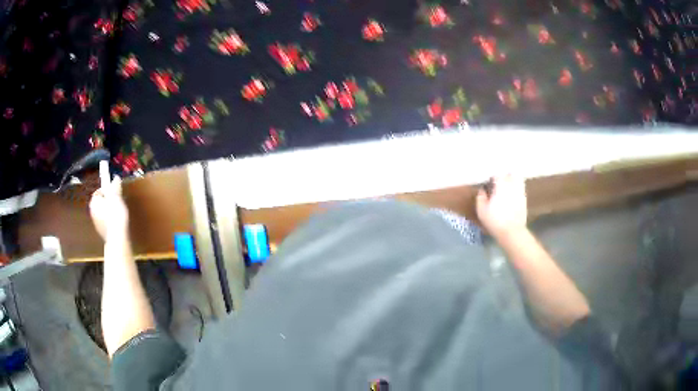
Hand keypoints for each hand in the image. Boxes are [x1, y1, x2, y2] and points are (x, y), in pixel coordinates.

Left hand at [90, 175, 128, 239]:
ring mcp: (96, 223)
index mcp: (94, 201)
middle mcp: (92, 211)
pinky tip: (117, 222)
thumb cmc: (115, 214)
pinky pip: (105, 222)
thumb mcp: (116, 196)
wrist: (117, 236)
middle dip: (108, 201)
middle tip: (117, 202)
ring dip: (109, 211)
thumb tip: (116, 178)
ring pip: (102, 213)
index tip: (115, 192)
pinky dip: (109, 221)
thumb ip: (115, 186)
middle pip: (100, 202)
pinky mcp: (101, 232)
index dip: (107, 190)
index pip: (99, 191)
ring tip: (118, 213)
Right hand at [476, 174, 527, 238]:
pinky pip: (521, 188)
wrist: (512, 232)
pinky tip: (512, 194)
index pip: (497, 174)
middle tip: (499, 180)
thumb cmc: (495, 221)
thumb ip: (480, 198)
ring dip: (512, 179)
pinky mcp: (524, 200)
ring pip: (518, 179)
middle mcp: (512, 186)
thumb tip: (482, 190)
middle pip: (510, 173)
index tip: (489, 180)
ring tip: (507, 184)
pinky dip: (517, 188)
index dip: (492, 176)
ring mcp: (520, 192)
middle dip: (504, 175)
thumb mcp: (482, 211)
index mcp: (501, 186)